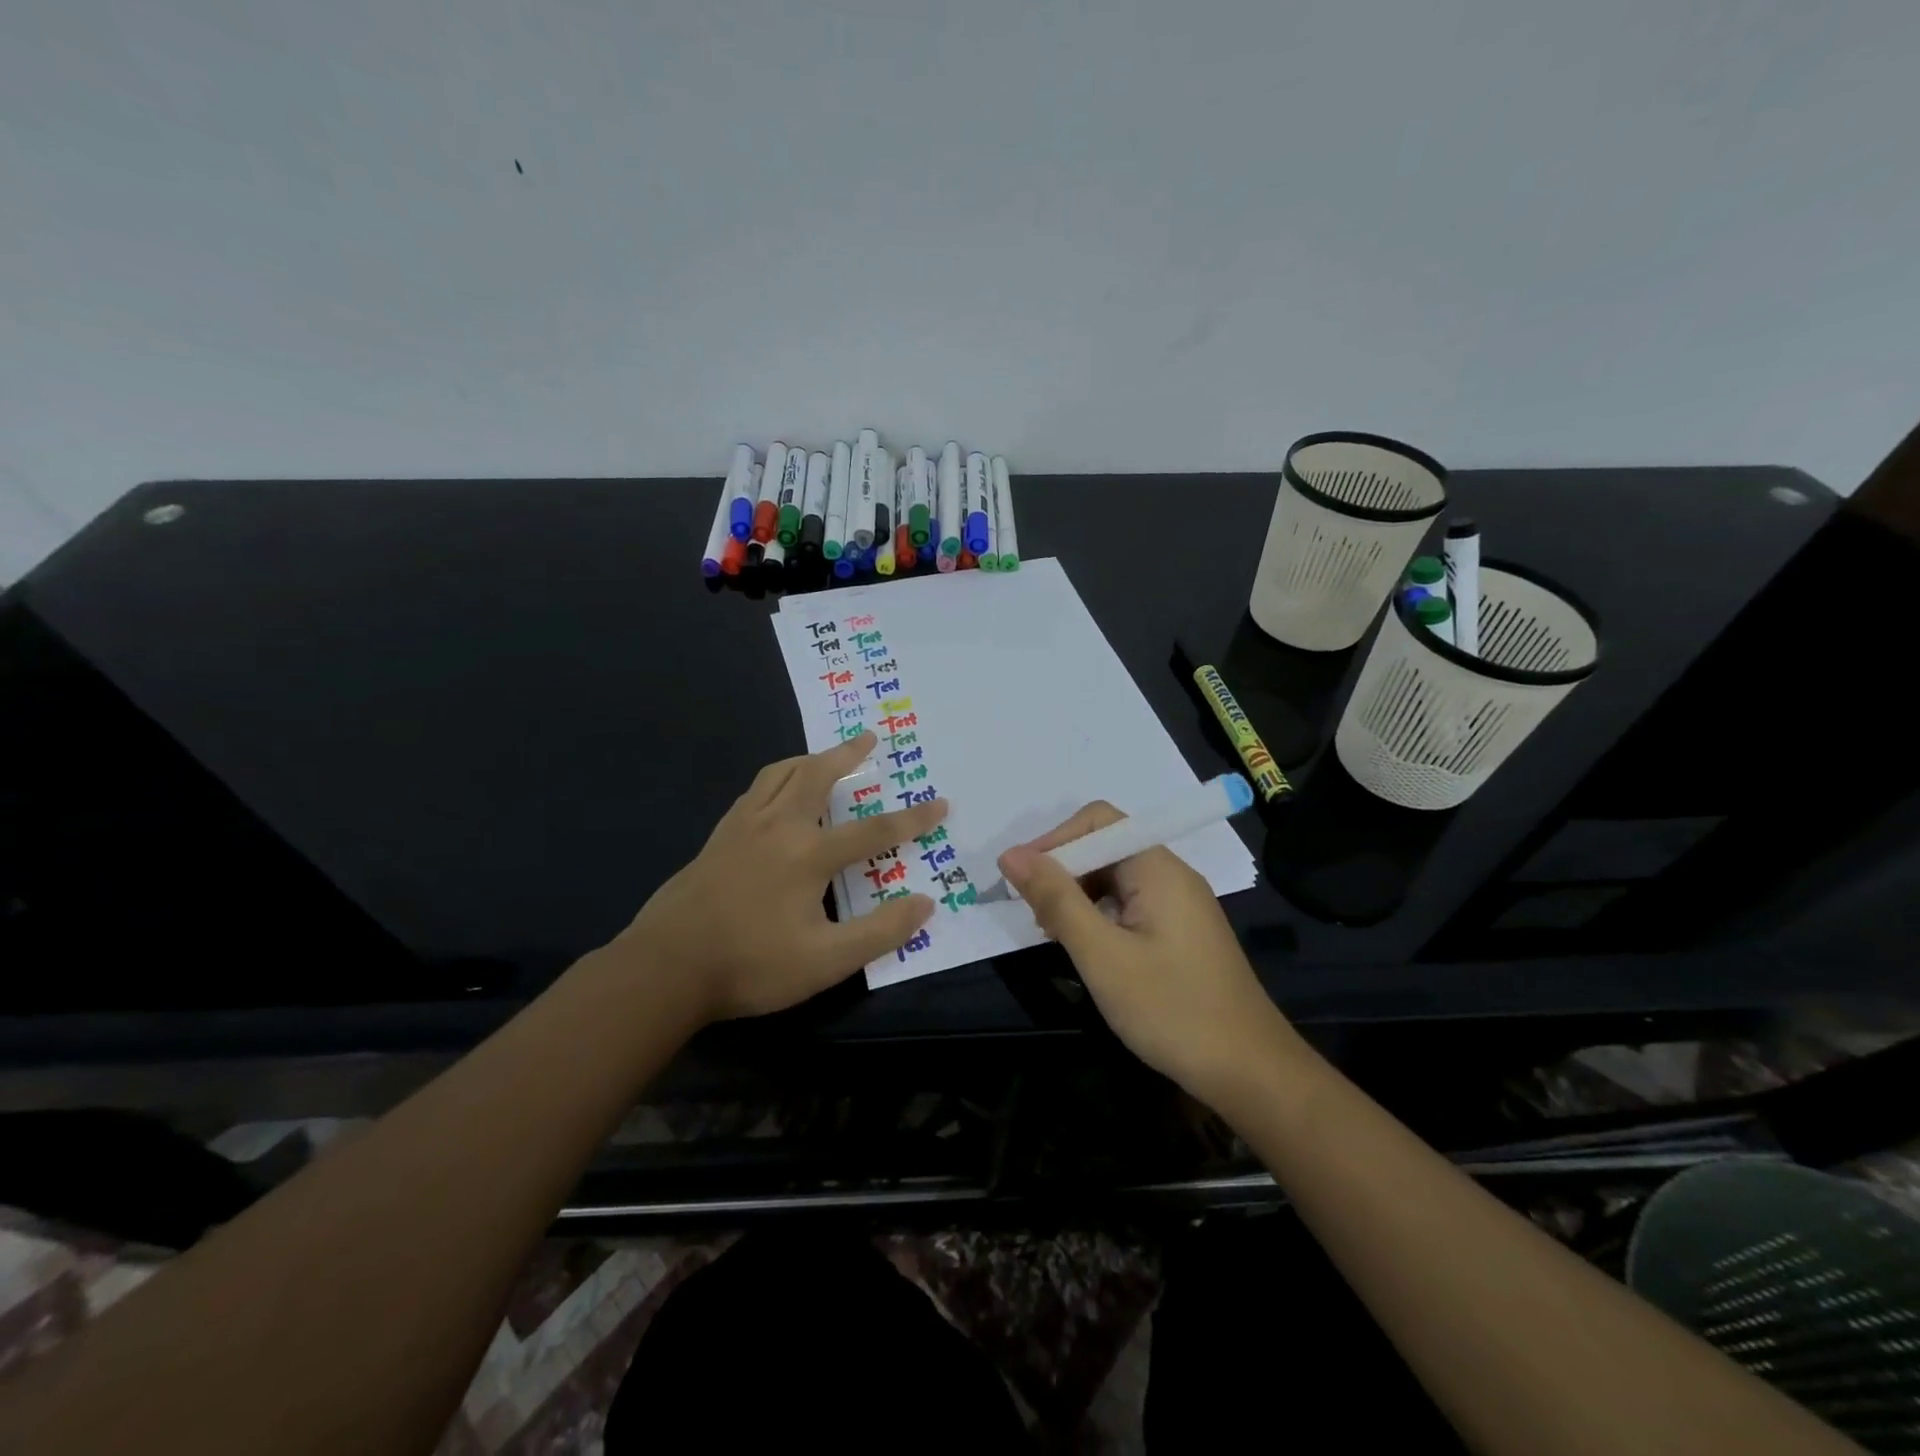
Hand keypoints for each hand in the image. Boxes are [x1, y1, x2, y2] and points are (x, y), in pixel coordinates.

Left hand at [621, 732, 945, 1021]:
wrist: (665, 969)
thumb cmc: (751, 965)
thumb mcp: (825, 961)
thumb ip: (879, 932)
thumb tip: (924, 904)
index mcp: (807, 854)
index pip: (873, 831)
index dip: (911, 819)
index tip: (940, 803)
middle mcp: (777, 827)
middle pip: (817, 776)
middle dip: (847, 755)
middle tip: (868, 739)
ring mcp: (742, 828)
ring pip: (779, 775)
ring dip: (808, 760)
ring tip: (824, 756)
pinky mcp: (718, 838)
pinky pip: (754, 792)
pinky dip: (776, 779)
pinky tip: (776, 794)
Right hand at [998, 802, 1293, 1105]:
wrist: (1250, 1074)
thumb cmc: (1172, 1010)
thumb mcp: (1102, 955)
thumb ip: (1056, 900)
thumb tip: (1011, 855)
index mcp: (1158, 868)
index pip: (1098, 821)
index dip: (1055, 841)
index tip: (1021, 880)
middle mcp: (1171, 875)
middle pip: (1105, 848)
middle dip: (1063, 872)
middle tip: (1036, 918)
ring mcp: (1178, 906)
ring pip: (1114, 880)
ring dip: (1078, 898)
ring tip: (1055, 938)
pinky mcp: (1179, 934)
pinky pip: (1129, 906)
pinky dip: (1099, 919)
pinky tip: (1087, 952)